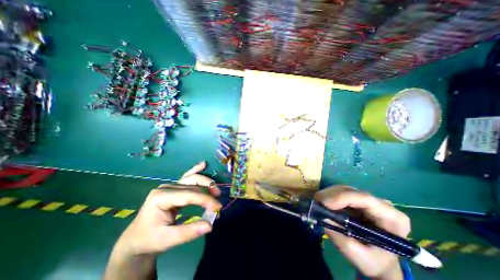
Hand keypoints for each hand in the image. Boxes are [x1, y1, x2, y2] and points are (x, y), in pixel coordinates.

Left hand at [116, 161, 221, 256]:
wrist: (136, 239)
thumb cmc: (150, 239)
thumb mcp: (168, 240)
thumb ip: (189, 232)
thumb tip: (210, 225)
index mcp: (161, 197)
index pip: (189, 195)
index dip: (206, 199)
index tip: (218, 207)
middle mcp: (166, 187)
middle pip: (193, 185)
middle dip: (208, 191)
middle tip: (218, 200)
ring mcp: (170, 186)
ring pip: (192, 179)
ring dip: (206, 183)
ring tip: (216, 191)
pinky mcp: (174, 187)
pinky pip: (187, 176)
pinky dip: (196, 170)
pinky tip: (203, 164)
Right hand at [316, 186, 409, 279]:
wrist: (379, 260)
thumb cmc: (373, 261)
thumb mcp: (358, 255)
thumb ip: (340, 236)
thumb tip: (322, 216)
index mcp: (392, 218)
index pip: (365, 199)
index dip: (342, 197)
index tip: (324, 203)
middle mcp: (381, 204)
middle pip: (352, 191)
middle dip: (331, 195)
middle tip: (315, 201)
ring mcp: (368, 200)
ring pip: (344, 189)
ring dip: (328, 194)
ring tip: (317, 202)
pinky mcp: (358, 200)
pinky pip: (341, 192)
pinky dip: (329, 196)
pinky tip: (323, 202)